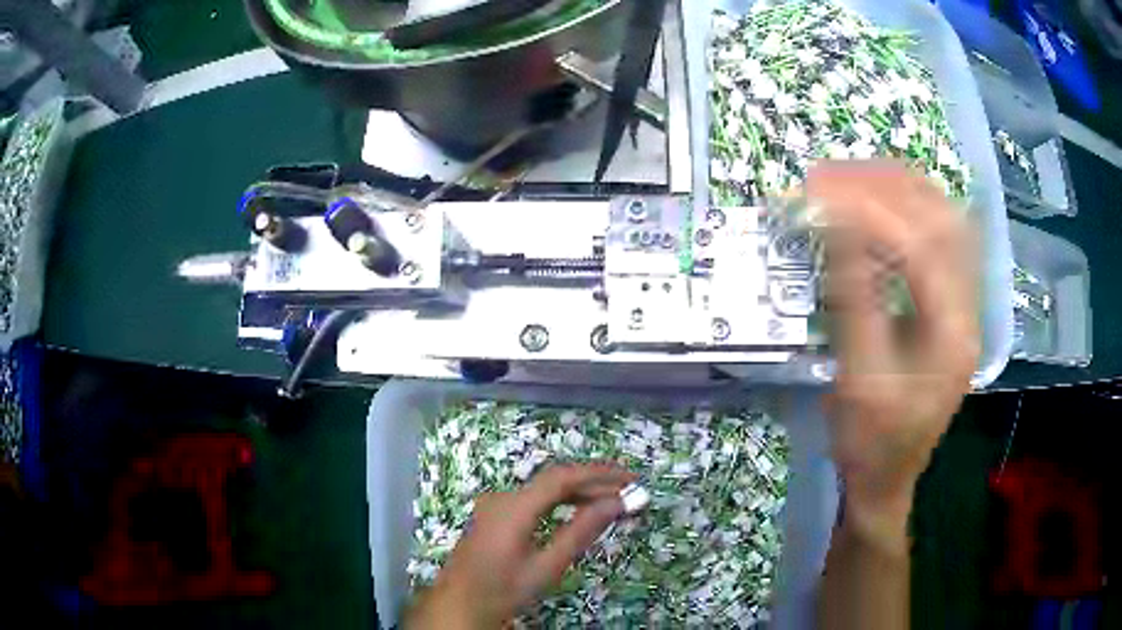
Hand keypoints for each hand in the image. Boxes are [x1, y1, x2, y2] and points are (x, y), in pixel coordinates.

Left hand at [405, 463, 634, 628]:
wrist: (458, 604)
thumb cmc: (502, 590)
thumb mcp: (546, 567)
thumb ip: (580, 532)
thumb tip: (614, 504)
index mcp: (514, 507)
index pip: (562, 478)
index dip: (599, 474)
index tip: (630, 478)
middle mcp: (503, 497)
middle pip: (554, 481)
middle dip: (593, 483)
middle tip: (628, 492)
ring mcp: (495, 505)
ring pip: (543, 489)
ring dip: (578, 492)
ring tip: (611, 501)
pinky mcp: (494, 515)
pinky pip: (533, 500)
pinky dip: (559, 502)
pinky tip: (578, 511)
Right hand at [808, 160, 978, 541]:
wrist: (887, 477)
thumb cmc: (871, 441)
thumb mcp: (858, 378)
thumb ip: (853, 299)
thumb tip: (834, 224)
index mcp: (954, 333)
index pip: (921, 246)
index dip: (868, 210)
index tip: (816, 193)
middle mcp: (969, 306)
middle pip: (942, 216)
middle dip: (883, 185)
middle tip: (827, 177)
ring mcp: (965, 300)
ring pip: (944, 215)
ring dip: (897, 187)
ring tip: (847, 179)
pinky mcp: (951, 300)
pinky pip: (939, 232)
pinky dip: (907, 205)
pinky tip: (878, 202)